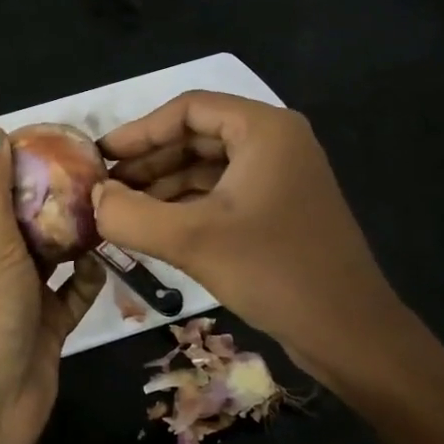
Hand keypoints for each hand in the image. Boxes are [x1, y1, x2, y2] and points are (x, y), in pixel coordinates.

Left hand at [0, 125, 104, 443]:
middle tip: (99, 169)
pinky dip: (87, 278)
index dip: (16, 152)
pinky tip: (104, 265)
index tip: (59, 136)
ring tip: (113, 206)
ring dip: (76, 231)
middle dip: (56, 190)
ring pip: (53, 247)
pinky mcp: (49, 320)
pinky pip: (74, 289)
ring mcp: (22, 290)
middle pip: (25, 209)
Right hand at [94, 92, 405, 384]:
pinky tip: (154, 227)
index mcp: (264, 130)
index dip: (140, 130)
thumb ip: (131, 215)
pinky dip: (186, 205)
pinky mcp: (279, 210)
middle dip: (149, 160)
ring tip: (120, 209)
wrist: (351, 333)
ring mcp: (280, 177)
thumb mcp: (192, 240)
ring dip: (164, 185)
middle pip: (197, 136)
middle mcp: (275, 143)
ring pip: (208, 167)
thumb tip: (92, 198)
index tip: (101, 156)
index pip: (188, 109)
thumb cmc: (275, 271)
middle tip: (105, 186)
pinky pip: (222, 193)